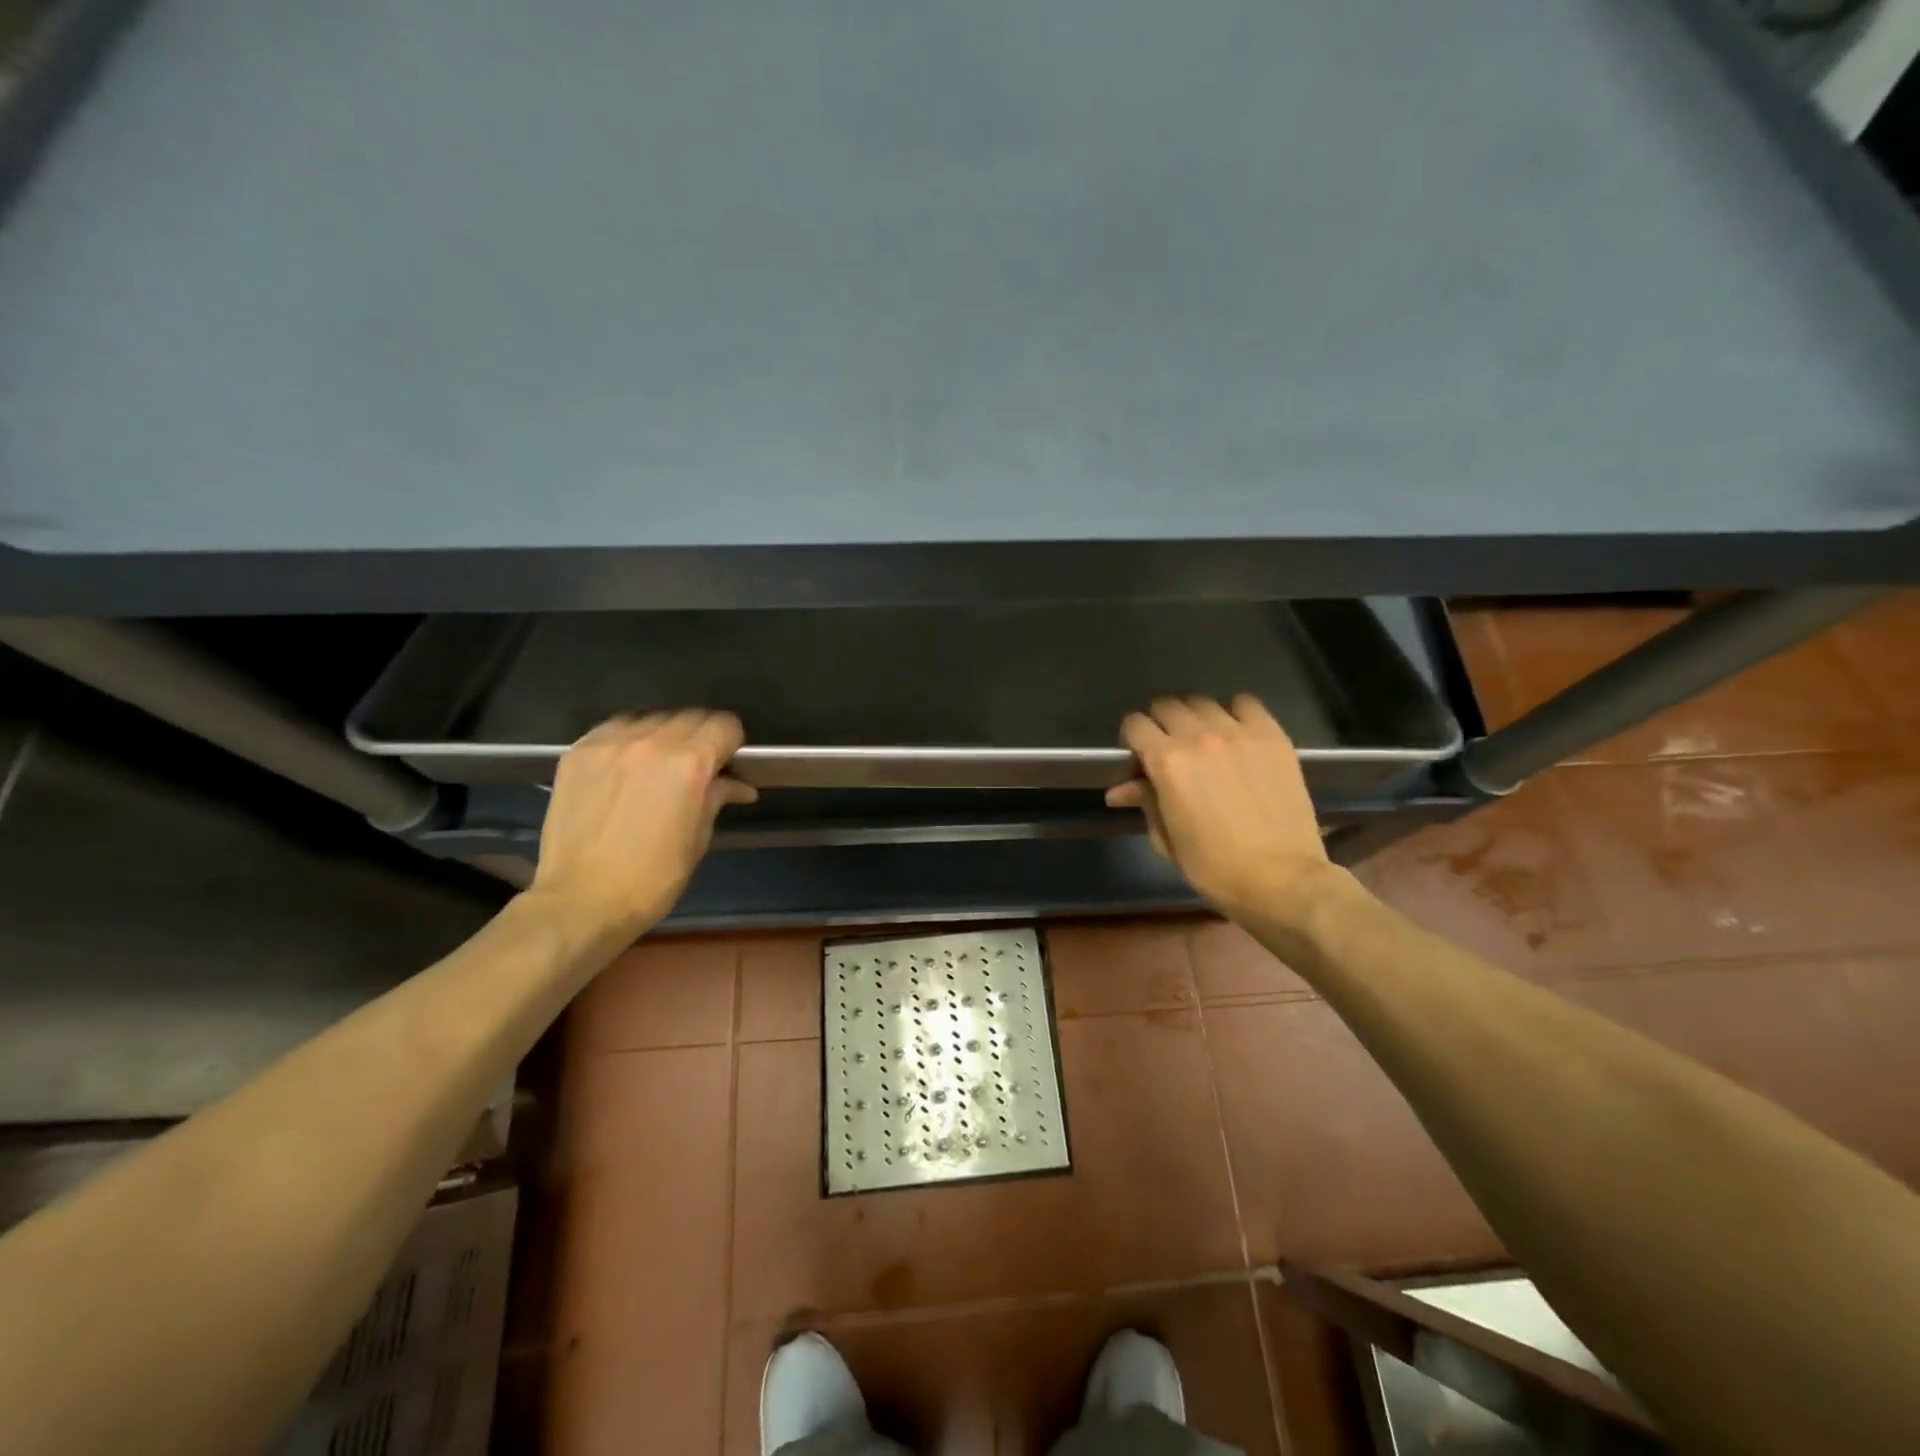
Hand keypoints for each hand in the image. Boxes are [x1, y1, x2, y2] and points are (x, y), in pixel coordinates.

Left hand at [529, 710, 756, 942]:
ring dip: (665, 734)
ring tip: (660, 762)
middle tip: (698, 764)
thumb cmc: (652, 879)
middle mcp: (651, 743)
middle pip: (690, 716)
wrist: (580, 901)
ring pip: (652, 718)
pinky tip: (628, 763)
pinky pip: (615, 728)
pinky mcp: (579, 752)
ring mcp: (610, 744)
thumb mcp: (697, 840)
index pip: (724, 725)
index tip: (728, 760)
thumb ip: (715, 798)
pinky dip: (630, 739)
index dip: (732, 742)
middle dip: (701, 736)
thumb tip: (736, 785)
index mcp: (688, 765)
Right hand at [1106, 695, 1336, 924]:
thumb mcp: (1167, 839)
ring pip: (1203, 702)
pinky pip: (1246, 703)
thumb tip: (1120, 789)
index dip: (1132, 738)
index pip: (1135, 724)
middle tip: (1168, 747)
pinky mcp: (1272, 736)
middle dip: (1160, 723)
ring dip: (1195, 716)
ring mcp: (1239, 732)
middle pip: (1167, 705)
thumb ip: (1144, 802)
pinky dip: (1235, 712)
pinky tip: (1236, 732)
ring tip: (1204, 739)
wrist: (1281, 879)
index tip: (1138, 756)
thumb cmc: (1214, 868)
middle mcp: (1199, 736)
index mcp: (1166, 762)